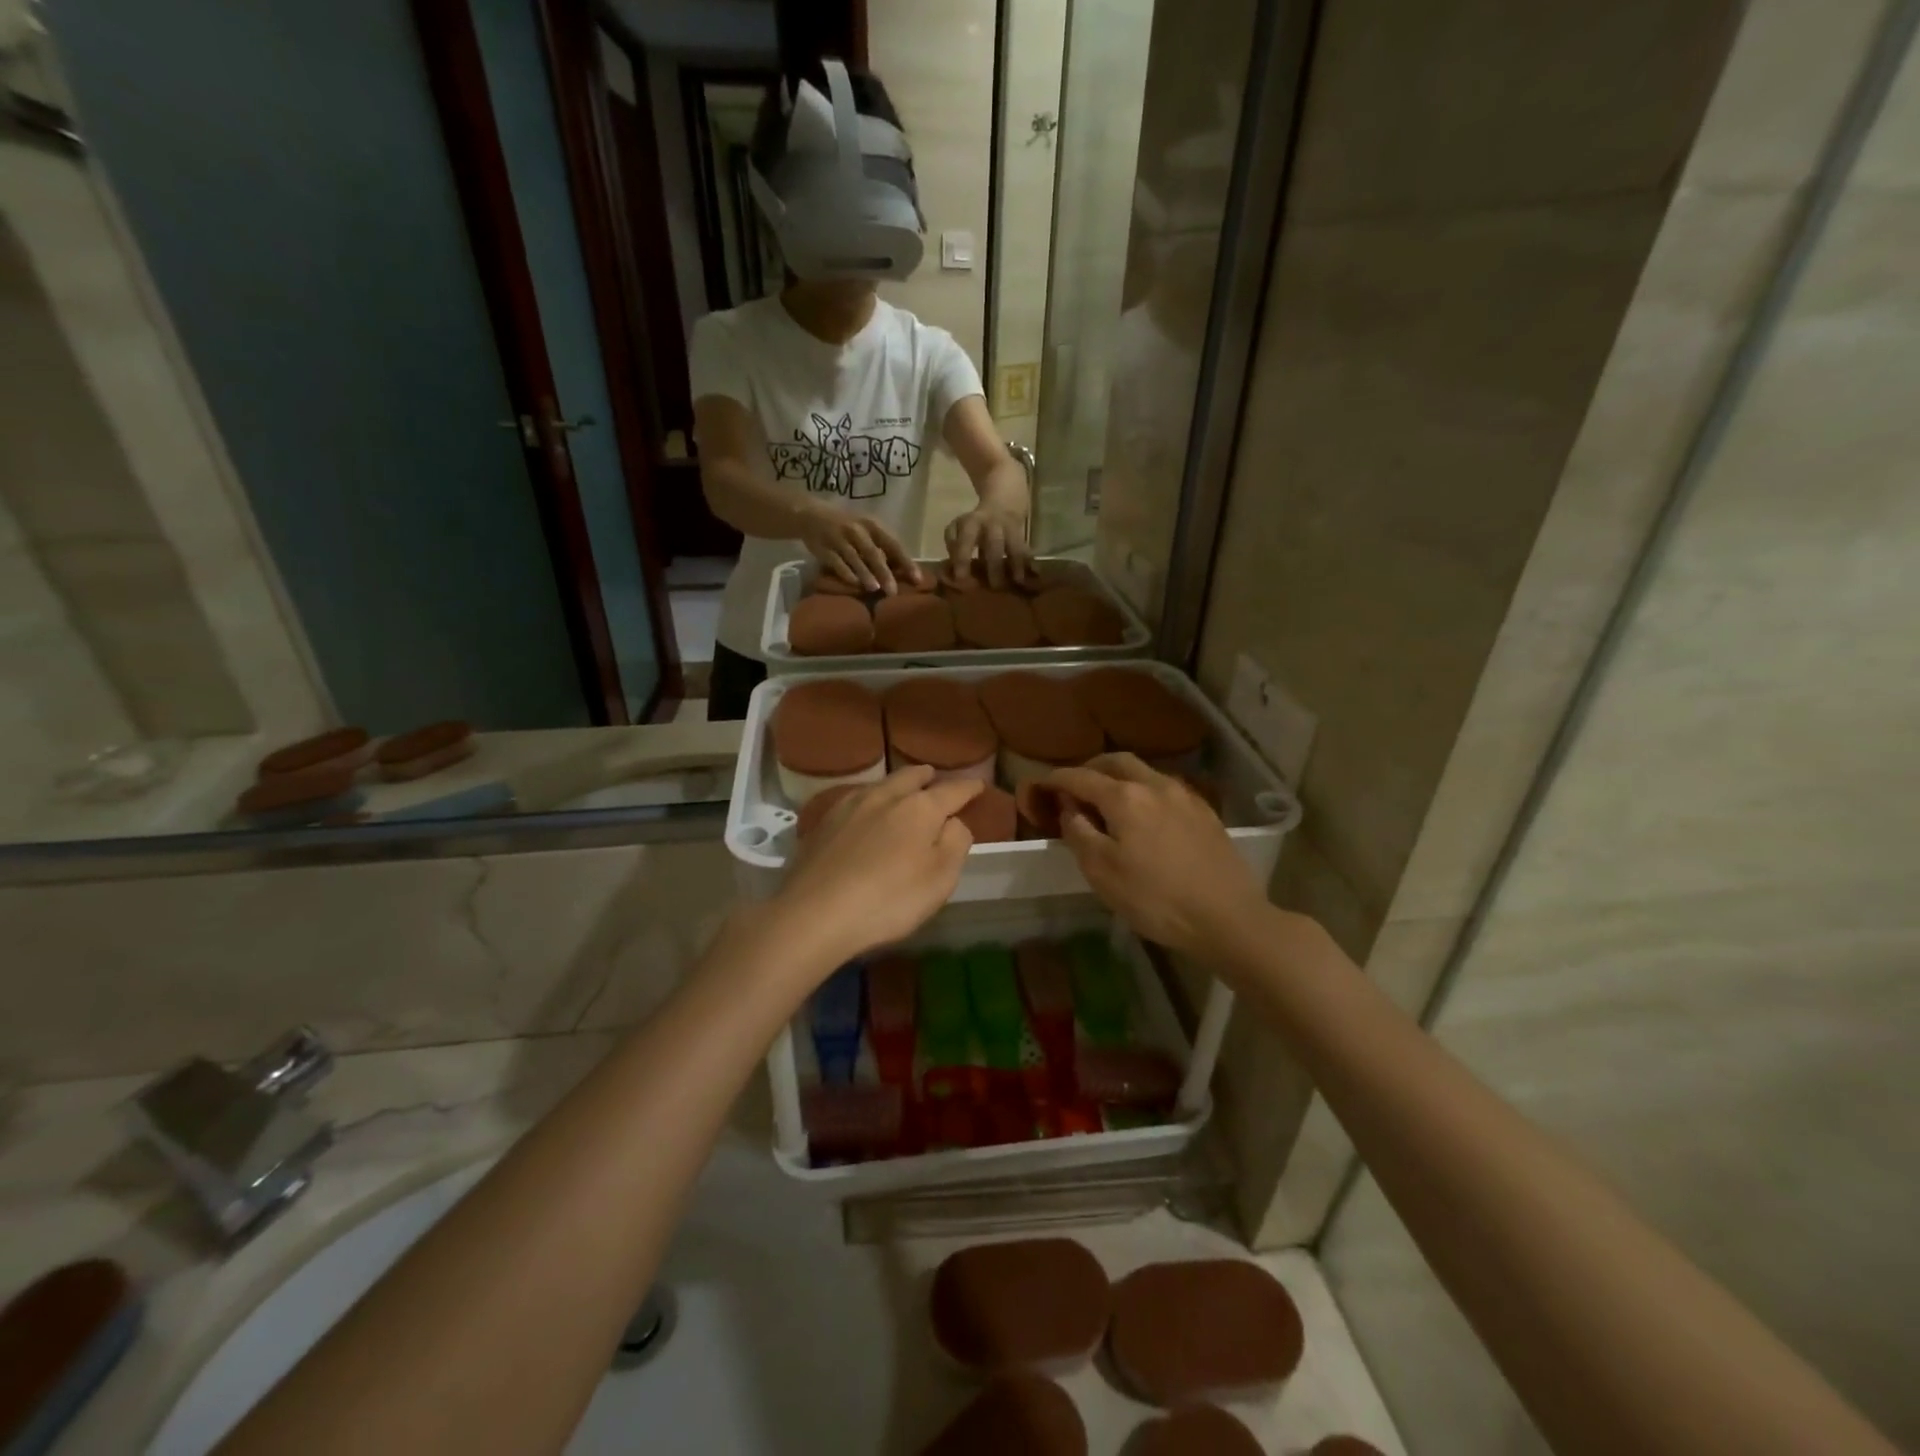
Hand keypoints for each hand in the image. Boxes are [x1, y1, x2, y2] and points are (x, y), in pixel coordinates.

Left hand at [773, 767, 980, 968]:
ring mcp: (849, 807)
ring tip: (903, 789)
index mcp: (920, 808)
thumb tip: (954, 822)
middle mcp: (885, 797)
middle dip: (927, 776)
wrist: (814, 913)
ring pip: (881, 785)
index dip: (968, 788)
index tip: (978, 786)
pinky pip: (855, 800)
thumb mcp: (940, 878)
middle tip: (934, 776)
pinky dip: (870, 800)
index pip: (952, 791)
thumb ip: (955, 843)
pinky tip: (866, 811)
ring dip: (897, 784)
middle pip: (911, 777)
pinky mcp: (823, 823)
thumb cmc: (889, 899)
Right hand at [799, 501, 920, 592]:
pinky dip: (846, 573)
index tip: (917, 579)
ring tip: (875, 589)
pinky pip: (836, 563)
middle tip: (893, 591)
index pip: (893, 544)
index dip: (906, 562)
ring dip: (865, 574)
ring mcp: (839, 539)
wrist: (811, 515)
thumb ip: (881, 546)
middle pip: (873, 553)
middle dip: (884, 573)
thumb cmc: (847, 526)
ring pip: (854, 559)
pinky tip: (854, 584)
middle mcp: (857, 531)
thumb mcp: (865, 529)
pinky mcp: (824, 549)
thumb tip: (902, 571)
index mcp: (872, 525)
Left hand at [943, 507, 1033, 589]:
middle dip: (994, 565)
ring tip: (1017, 582)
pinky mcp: (1022, 536)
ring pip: (1014, 546)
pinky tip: (1031, 576)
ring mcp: (1010, 530)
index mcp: (972, 523)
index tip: (961, 578)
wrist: (1003, 502)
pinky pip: (1025, 550)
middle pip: (994, 544)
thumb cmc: (975, 524)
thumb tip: (952, 568)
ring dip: (1015, 564)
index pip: (966, 540)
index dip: (963, 558)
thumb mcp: (958, 526)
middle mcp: (992, 525)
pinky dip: (1028, 562)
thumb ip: (953, 545)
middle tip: (994, 586)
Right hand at [1043, 754, 1267, 958]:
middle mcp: (1155, 784)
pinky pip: (1166, 788)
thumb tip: (1069, 808)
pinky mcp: (1205, 813)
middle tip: (1074, 786)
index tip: (1040, 785)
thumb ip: (1079, 833)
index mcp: (1125, 796)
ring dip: (1119, 777)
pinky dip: (1144, 791)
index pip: (1080, 777)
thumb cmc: (1156, 898)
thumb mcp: (1102, 872)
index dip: (1056, 779)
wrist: (1228, 918)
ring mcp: (1185, 796)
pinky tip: (1145, 814)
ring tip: (1107, 800)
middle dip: (1090, 768)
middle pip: (1116, 762)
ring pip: (1144, 772)